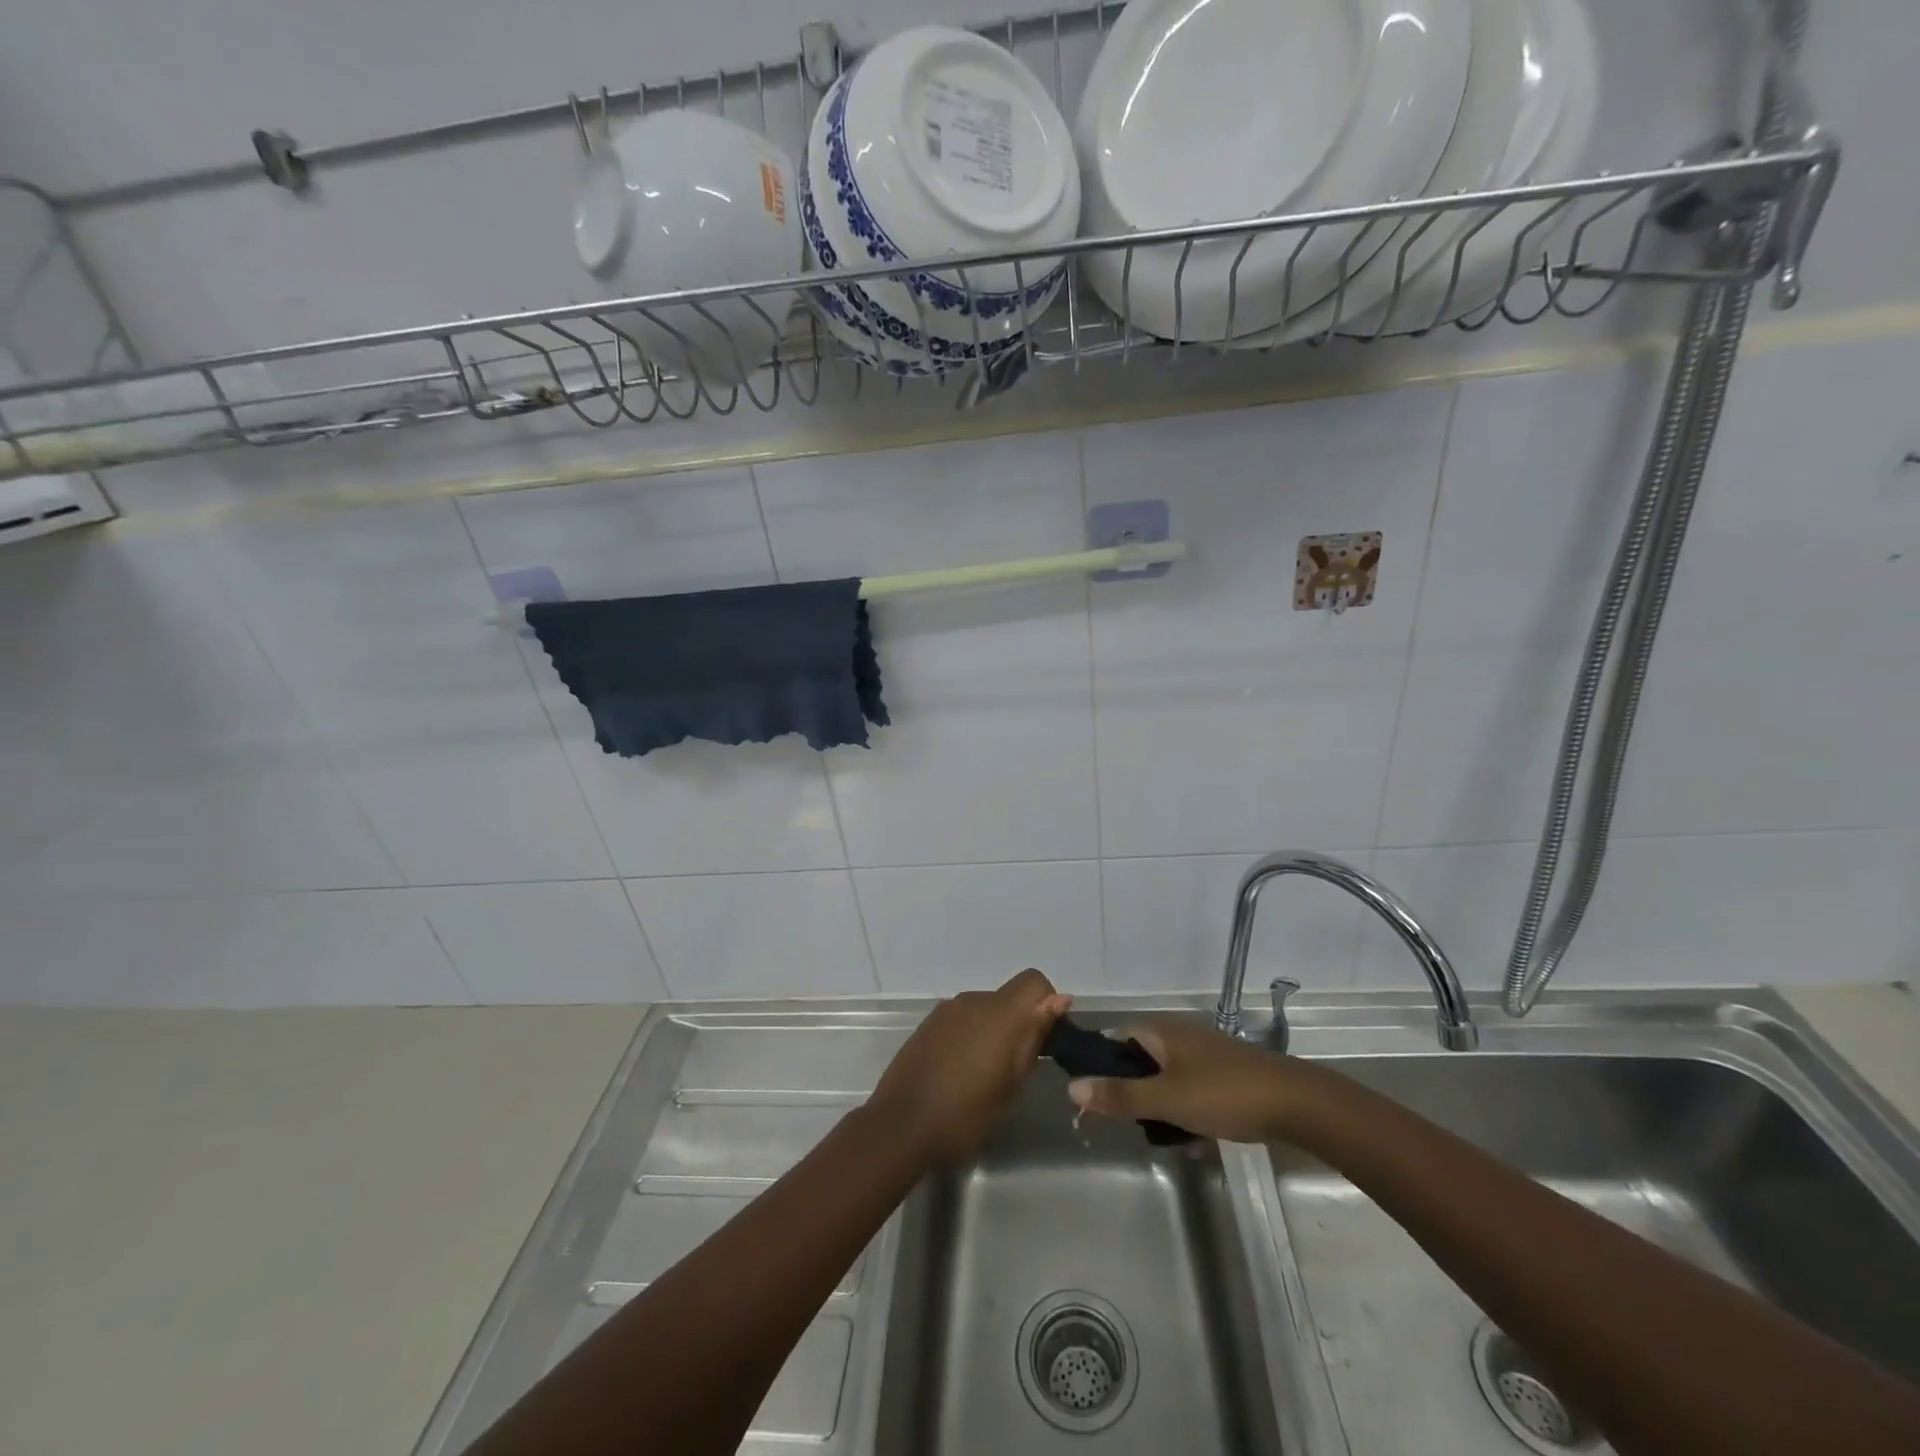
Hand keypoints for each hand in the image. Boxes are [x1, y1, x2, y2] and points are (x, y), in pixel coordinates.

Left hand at [869, 969, 1070, 1163]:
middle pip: (1008, 997)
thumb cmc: (965, 1114)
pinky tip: (960, 1070)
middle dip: (1019, 1023)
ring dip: (993, 1030)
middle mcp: (973, 1001)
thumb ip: (1033, 1037)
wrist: (900, 1125)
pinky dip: (970, 1035)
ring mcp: (947, 1010)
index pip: (1034, 981)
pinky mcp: (928, 1023)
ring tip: (985, 1074)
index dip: (1046, 1003)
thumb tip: (1059, 1000)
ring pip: (985, 1009)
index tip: (1045, 1039)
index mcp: (999, 1013)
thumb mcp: (1010, 1084)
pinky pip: (962, 1019)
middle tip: (1016, 1068)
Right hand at [1066, 1015, 1302, 1143]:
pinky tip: (1198, 1141)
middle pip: (1141, 1061)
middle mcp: (1180, 1035)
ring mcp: (1206, 1054)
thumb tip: (1071, 1086)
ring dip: (1161, 1107)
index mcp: (1161, 1032)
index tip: (1093, 1100)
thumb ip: (1119, 1096)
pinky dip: (1188, 1111)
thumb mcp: (1165, 1100)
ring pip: (1168, 1079)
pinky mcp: (1227, 1074)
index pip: (1116, 1039)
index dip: (1101, 1067)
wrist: (1297, 1104)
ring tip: (1165, 1138)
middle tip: (1130, 1125)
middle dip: (1133, 1093)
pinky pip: (1193, 1089)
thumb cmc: (1224, 1095)